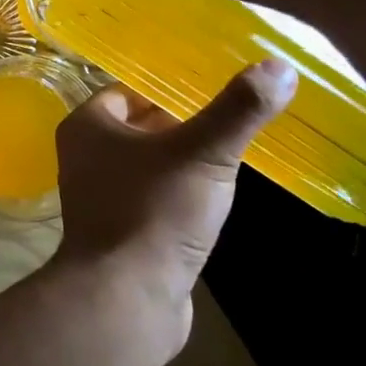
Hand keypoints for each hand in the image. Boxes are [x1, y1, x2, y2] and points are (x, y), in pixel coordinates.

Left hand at [53, 61, 296, 324]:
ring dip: (184, 161)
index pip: (131, 90)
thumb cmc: (153, 212)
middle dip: (183, 124)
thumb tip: (280, 65)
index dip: (172, 88)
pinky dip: (179, 194)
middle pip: (141, 126)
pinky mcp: (120, 230)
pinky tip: (213, 200)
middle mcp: (85, 155)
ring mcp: (100, 195)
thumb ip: (238, 110)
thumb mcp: (202, 154)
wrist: (126, 299)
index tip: (215, 87)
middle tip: (232, 118)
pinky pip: (153, 197)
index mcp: (87, 125)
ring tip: (232, 154)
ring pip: (149, 163)